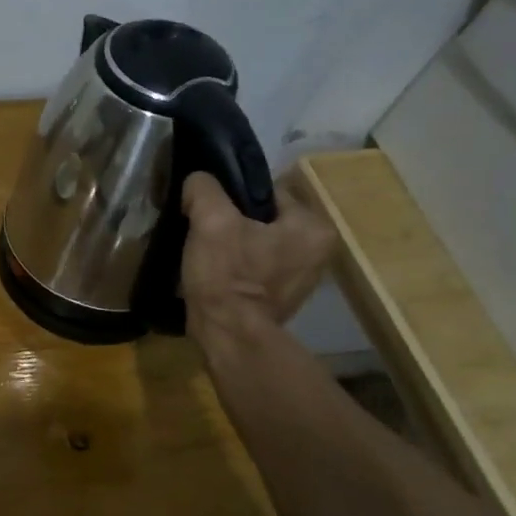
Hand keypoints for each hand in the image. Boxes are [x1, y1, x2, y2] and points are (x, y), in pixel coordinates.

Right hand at [180, 171, 336, 341]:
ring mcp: (300, 276)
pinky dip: (234, 264)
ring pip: (255, 241)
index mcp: (312, 227)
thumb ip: (204, 188)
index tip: (206, 206)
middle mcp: (317, 250)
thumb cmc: (227, 276)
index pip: (267, 190)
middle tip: (201, 227)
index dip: (231, 195)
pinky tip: (212, 269)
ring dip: (230, 241)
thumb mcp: (211, 221)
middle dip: (231, 219)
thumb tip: (198, 179)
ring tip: (203, 248)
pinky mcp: (279, 295)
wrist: (227, 335)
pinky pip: (253, 265)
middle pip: (261, 216)